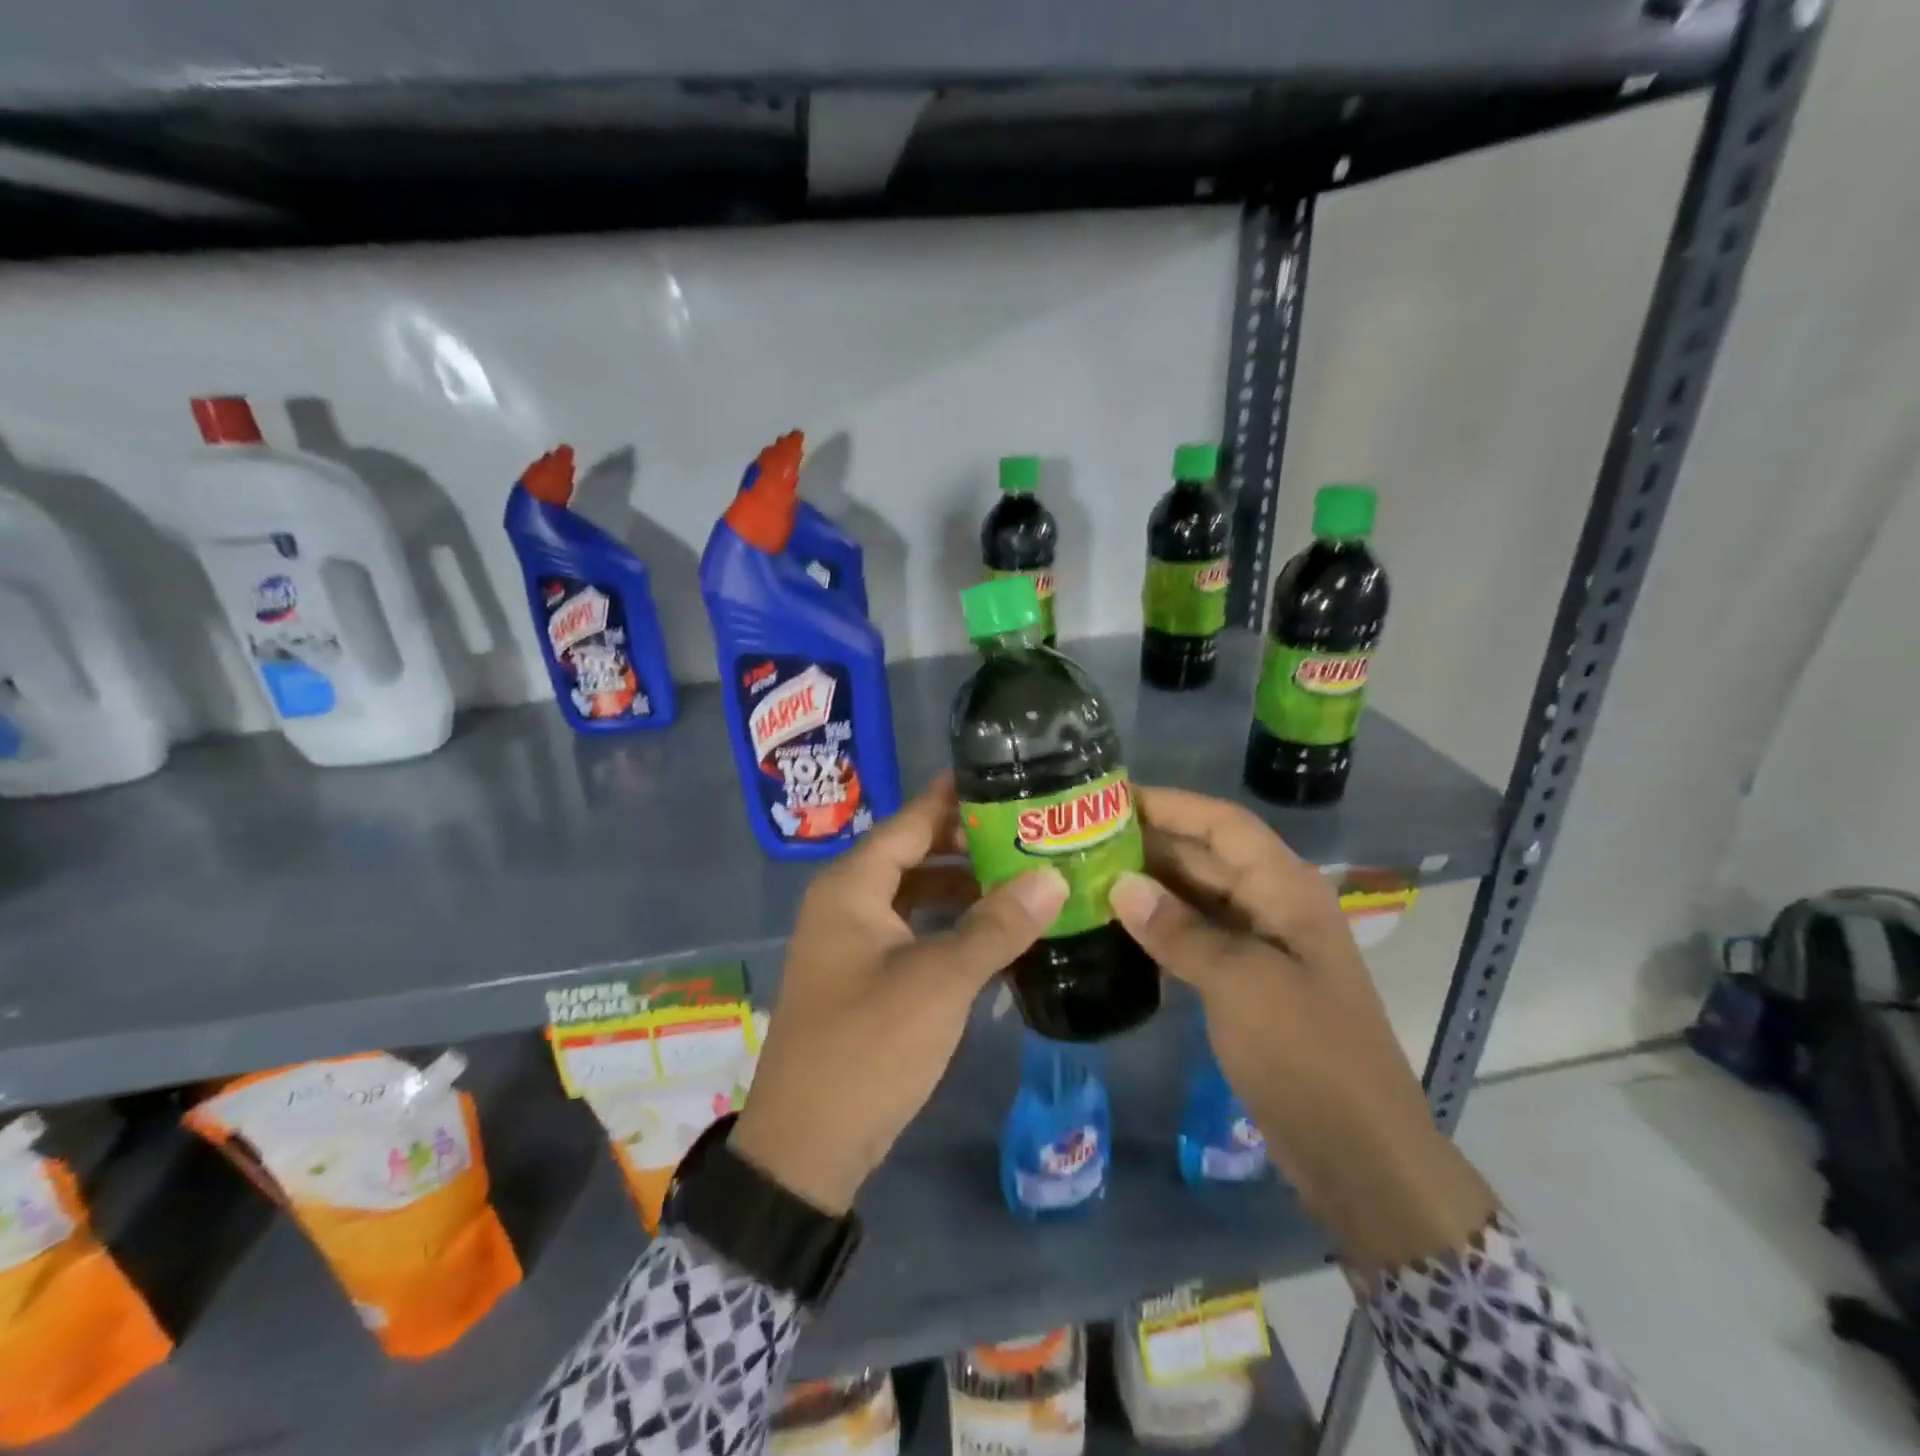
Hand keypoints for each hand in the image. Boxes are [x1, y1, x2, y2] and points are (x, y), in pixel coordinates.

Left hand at [730, 776, 1068, 1214]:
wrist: (806, 1147)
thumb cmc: (868, 1048)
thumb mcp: (939, 982)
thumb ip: (996, 926)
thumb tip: (1052, 877)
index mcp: (852, 886)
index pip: (911, 820)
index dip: (956, 797)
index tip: (1006, 776)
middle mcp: (846, 901)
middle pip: (914, 853)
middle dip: (969, 844)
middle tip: (1030, 832)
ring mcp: (851, 941)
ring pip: (915, 894)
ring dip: (963, 887)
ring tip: (1023, 878)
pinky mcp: (862, 975)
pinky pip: (912, 930)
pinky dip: (949, 925)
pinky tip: (993, 933)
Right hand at [1109, 786, 1495, 1274]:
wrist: (1358, 1153)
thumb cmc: (1308, 1055)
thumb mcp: (1241, 985)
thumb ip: (1179, 931)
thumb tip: (1120, 885)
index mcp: (1286, 890)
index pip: (1222, 824)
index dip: (1170, 804)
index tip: (1111, 798)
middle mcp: (1272, 906)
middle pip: (1206, 855)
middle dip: (1149, 842)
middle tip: (1081, 838)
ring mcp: (1259, 945)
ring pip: (1196, 897)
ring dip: (1148, 885)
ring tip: (1086, 875)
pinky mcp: (1244, 982)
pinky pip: (1195, 936)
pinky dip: (1158, 927)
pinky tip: (1114, 928)